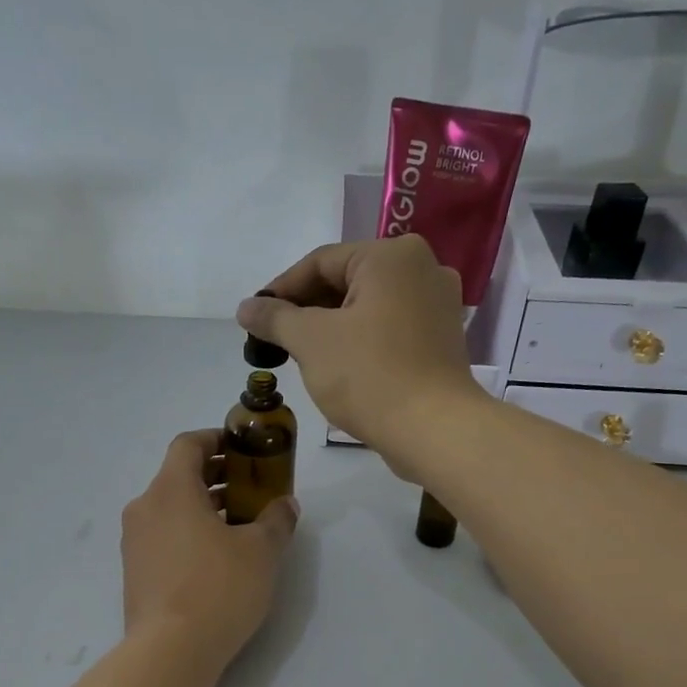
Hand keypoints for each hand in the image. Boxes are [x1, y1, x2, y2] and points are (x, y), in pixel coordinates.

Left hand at [121, 431, 298, 670]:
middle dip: (217, 476)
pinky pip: (163, 536)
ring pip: (171, 508)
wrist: (170, 652)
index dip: (216, 439)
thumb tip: (285, 505)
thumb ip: (276, 520)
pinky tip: (217, 557)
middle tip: (252, 487)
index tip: (243, 448)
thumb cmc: (218, 588)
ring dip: (204, 506)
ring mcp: (135, 542)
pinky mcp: (135, 572)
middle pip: (179, 476)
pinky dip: (189, 532)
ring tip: (241, 524)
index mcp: (170, 490)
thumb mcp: (261, 551)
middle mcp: (144, 508)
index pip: (188, 444)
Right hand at [235, 236, 486, 471]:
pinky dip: (360, 341)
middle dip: (306, 310)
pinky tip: (338, 366)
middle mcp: (423, 268)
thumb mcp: (311, 341)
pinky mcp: (441, 340)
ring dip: (331, 327)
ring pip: (368, 307)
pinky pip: (389, 329)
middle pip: (347, 281)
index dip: (281, 289)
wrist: (433, 430)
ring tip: (300, 355)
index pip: (321, 262)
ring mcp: (438, 306)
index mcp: (392, 256)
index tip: (255, 318)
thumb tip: (246, 307)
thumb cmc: (369, 375)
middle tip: (274, 339)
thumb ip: (275, 318)